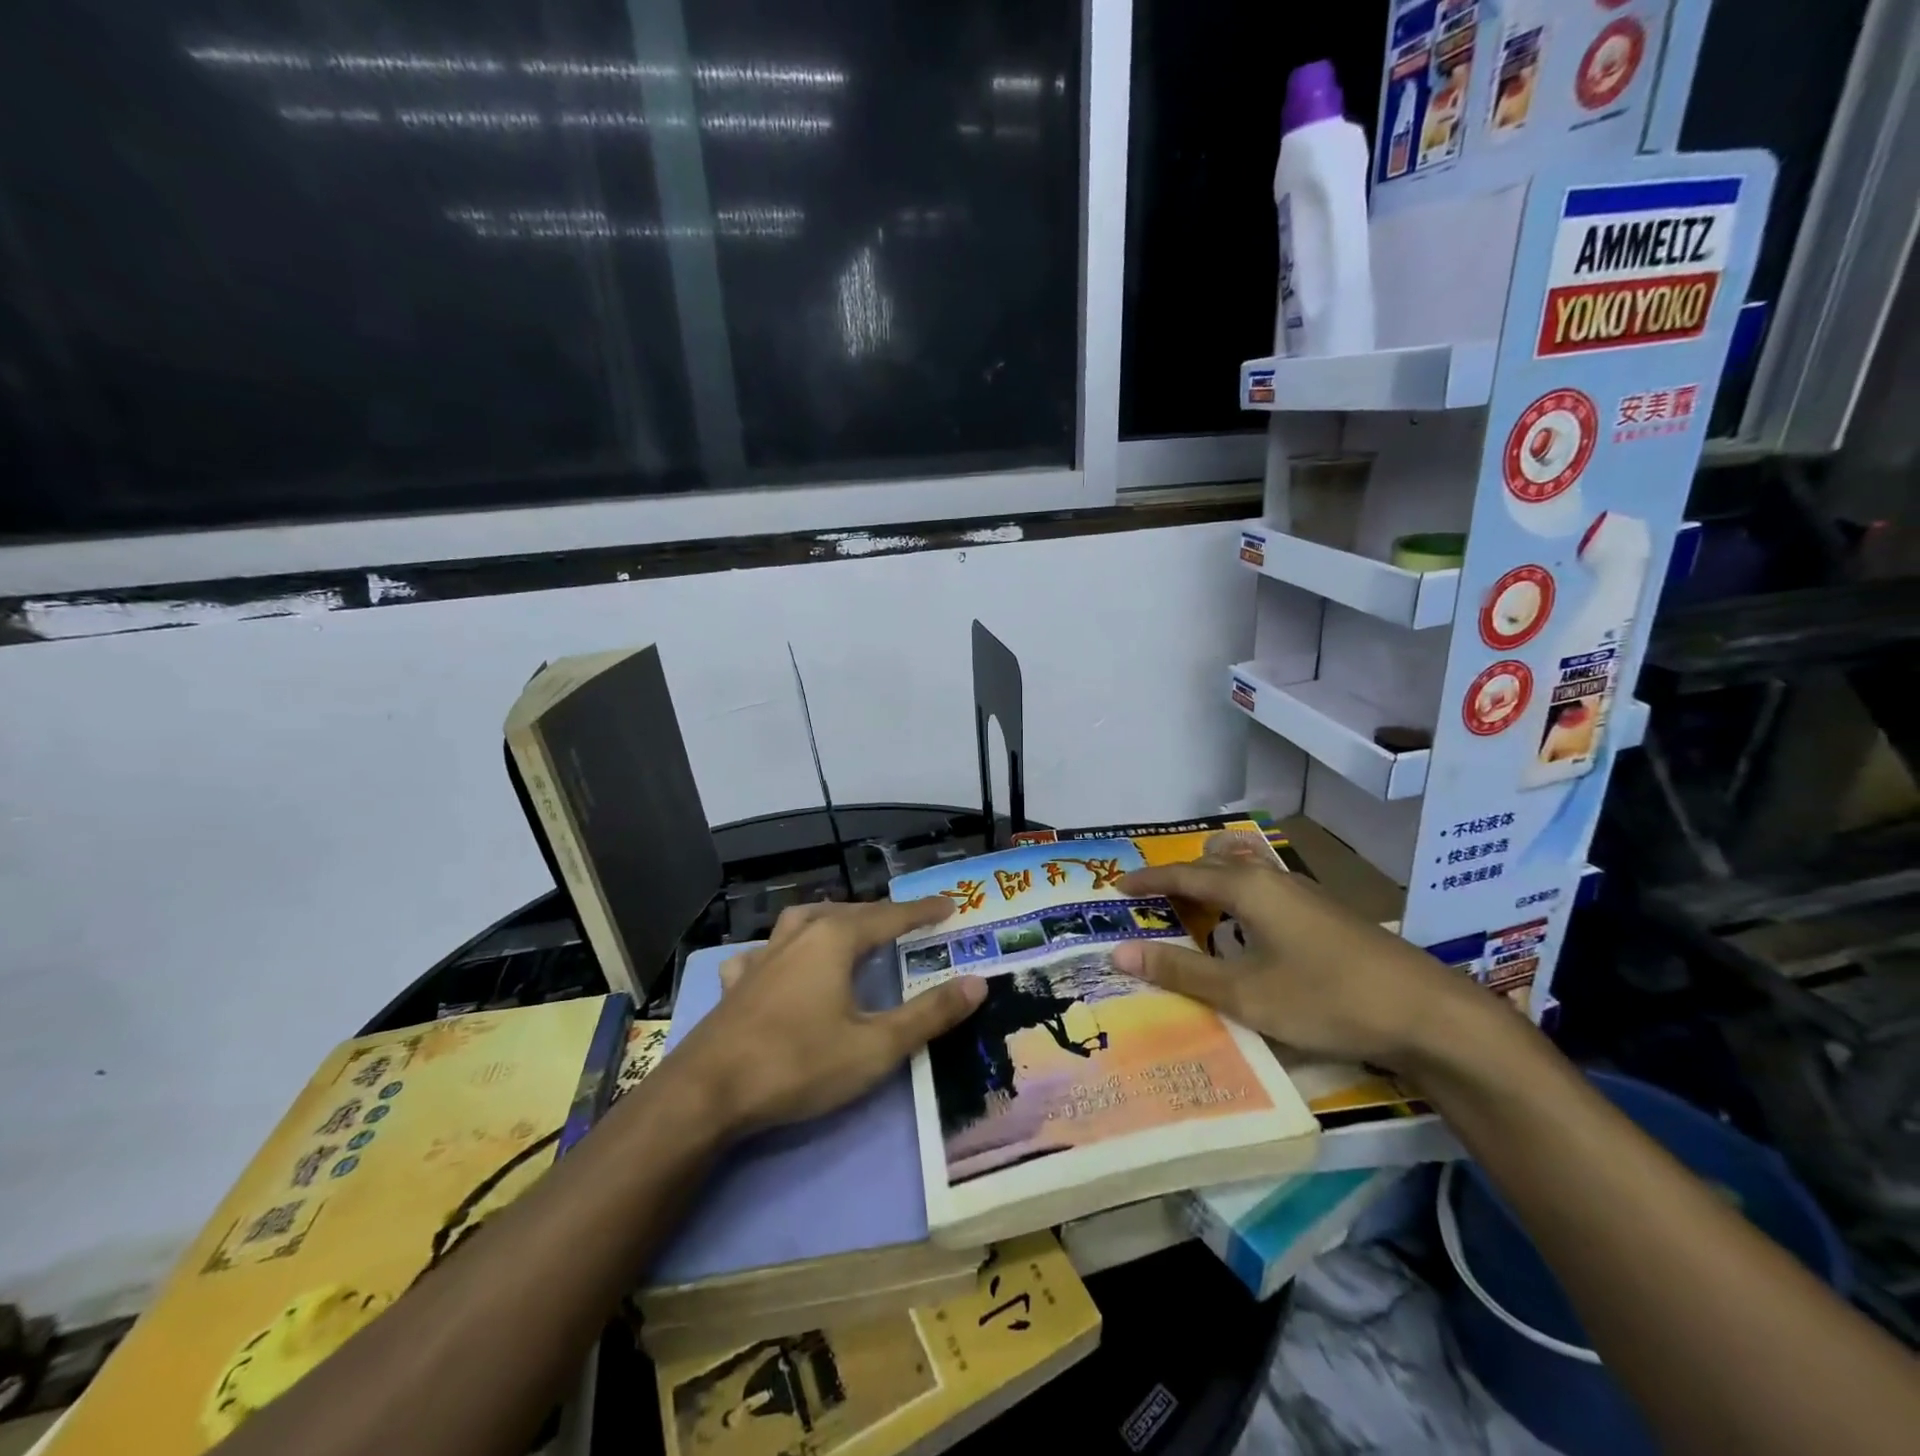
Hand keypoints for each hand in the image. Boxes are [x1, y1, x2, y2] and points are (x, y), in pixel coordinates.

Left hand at [671, 899, 987, 1135]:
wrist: (707, 1093)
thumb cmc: (799, 1064)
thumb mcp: (876, 1046)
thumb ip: (929, 1014)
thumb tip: (977, 983)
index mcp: (834, 939)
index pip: (889, 916)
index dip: (922, 911)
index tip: (950, 905)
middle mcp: (799, 936)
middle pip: (848, 912)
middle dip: (881, 914)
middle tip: (907, 922)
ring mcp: (762, 957)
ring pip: (804, 922)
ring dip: (833, 921)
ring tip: (848, 930)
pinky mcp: (737, 984)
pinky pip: (766, 953)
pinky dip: (784, 950)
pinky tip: (780, 965)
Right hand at [1109, 849, 1482, 1071]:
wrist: (1427, 1013)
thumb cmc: (1325, 998)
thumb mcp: (1244, 993)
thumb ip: (1181, 972)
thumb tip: (1119, 953)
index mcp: (1247, 888)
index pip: (1182, 875)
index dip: (1147, 881)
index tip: (1117, 887)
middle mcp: (1274, 879)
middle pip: (1215, 864)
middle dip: (1180, 877)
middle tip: (1152, 901)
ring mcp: (1306, 894)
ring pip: (1246, 875)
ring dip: (1213, 886)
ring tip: (1193, 911)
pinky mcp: (1327, 915)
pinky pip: (1266, 892)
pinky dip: (1239, 901)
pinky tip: (1247, 933)